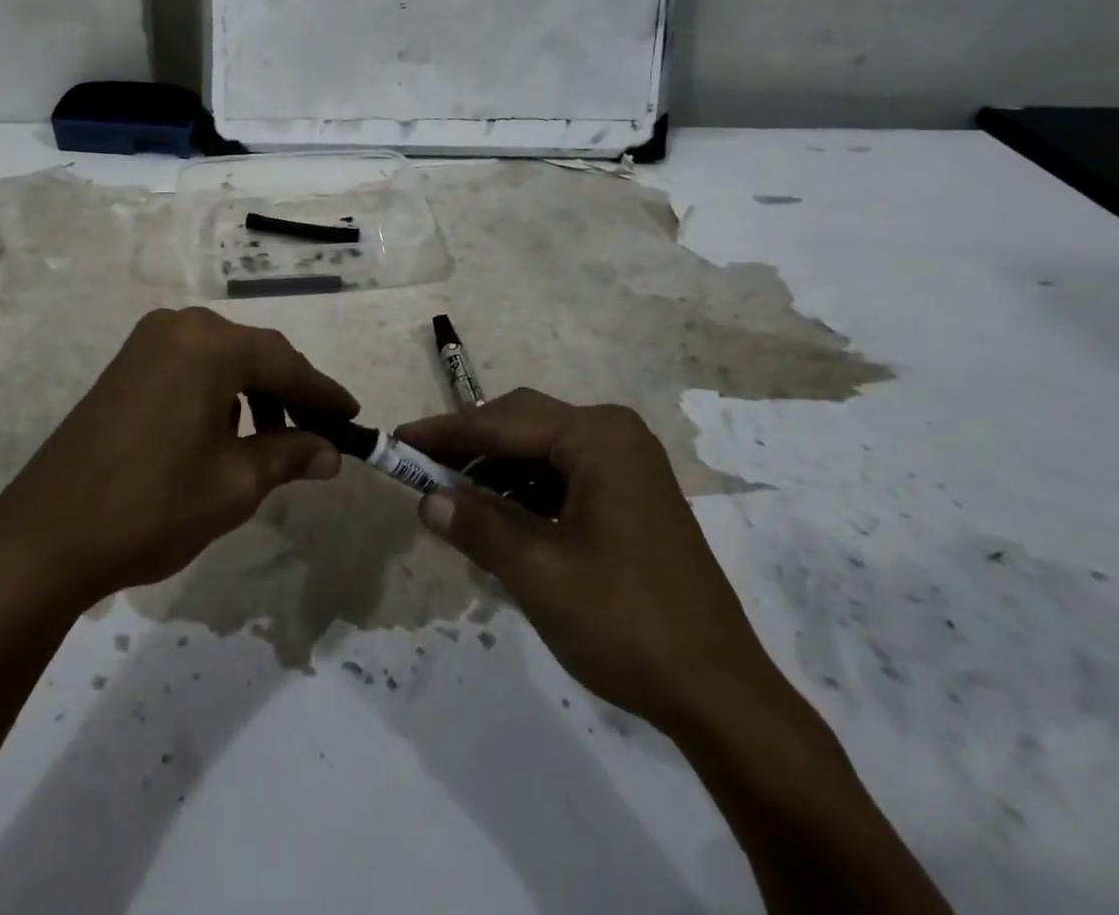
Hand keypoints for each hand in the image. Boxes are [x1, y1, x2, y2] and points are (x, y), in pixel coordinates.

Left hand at [0, 308, 354, 618]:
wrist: (44, 537)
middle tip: (319, 432)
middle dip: (290, 392)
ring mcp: (146, 344)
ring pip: (222, 359)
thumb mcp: (235, 483)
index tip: (354, 417)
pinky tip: (226, 432)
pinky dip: (220, 393)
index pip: (286, 362)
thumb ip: (290, 454)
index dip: (323, 393)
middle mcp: (178, 327)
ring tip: (274, 440)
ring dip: (255, 392)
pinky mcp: (125, 367)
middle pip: (254, 353)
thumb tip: (331, 451)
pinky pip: (191, 367)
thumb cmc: (152, 505)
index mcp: (209, 344)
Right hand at [399, 389, 793, 739]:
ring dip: (496, 473)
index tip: (398, 440)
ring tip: (456, 505)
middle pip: (523, 425)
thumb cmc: (626, 623)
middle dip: (470, 448)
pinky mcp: (630, 496)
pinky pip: (562, 477)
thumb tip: (427, 500)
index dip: (446, 433)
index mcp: (598, 437)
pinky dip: (525, 494)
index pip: (503, 422)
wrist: (720, 695)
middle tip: (422, 471)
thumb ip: (477, 526)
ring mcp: (627, 465)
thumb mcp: (538, 573)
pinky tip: (500, 524)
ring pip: (541, 452)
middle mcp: (614, 435)